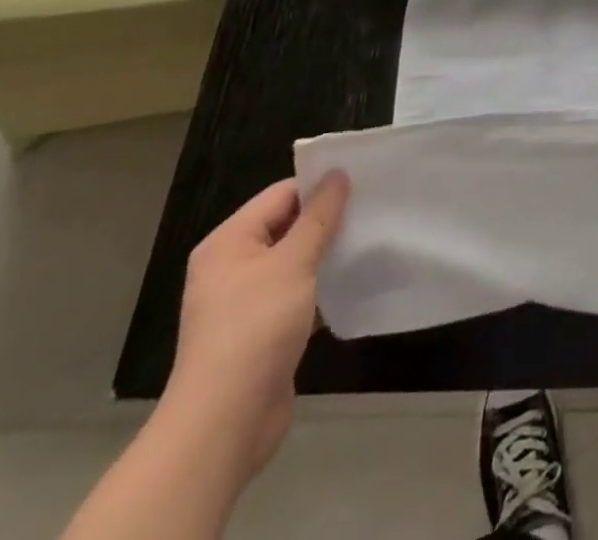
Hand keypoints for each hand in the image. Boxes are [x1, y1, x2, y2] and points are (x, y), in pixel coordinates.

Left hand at [162, 173, 350, 481]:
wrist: (224, 425)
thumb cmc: (255, 330)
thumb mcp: (293, 264)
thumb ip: (319, 217)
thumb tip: (338, 174)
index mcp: (229, 242)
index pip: (282, 195)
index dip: (321, 187)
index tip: (364, 183)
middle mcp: (233, 267)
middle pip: (288, 227)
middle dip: (329, 220)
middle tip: (373, 210)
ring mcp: (247, 302)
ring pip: (296, 262)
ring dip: (328, 255)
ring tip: (370, 242)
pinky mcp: (263, 332)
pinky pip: (298, 294)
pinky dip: (322, 288)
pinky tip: (355, 284)